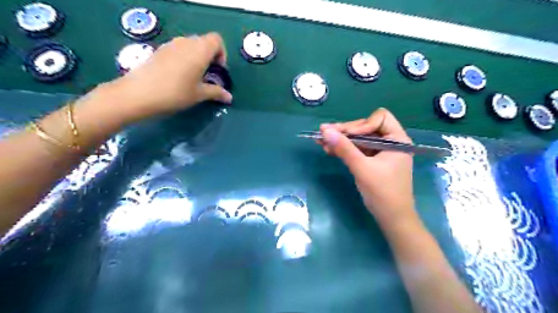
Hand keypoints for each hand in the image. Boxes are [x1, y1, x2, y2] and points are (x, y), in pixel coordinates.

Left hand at [108, 32, 231, 120]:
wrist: (139, 93)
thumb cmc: (176, 93)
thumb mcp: (199, 94)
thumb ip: (217, 92)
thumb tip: (229, 97)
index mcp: (200, 50)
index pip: (217, 40)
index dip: (222, 53)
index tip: (218, 70)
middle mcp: (186, 42)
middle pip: (204, 42)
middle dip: (210, 56)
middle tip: (208, 75)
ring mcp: (171, 45)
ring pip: (190, 45)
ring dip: (197, 57)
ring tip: (194, 76)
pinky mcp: (160, 50)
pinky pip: (178, 49)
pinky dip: (184, 58)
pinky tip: (178, 76)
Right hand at [320, 109, 415, 228]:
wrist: (392, 218)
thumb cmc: (382, 193)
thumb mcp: (362, 168)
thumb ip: (344, 148)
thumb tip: (325, 130)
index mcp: (397, 140)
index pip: (379, 118)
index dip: (362, 124)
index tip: (347, 136)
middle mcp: (391, 142)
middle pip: (366, 127)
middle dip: (345, 132)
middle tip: (324, 133)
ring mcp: (381, 151)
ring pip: (359, 139)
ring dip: (341, 140)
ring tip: (321, 141)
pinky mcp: (373, 160)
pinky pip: (358, 149)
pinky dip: (345, 149)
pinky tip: (329, 149)